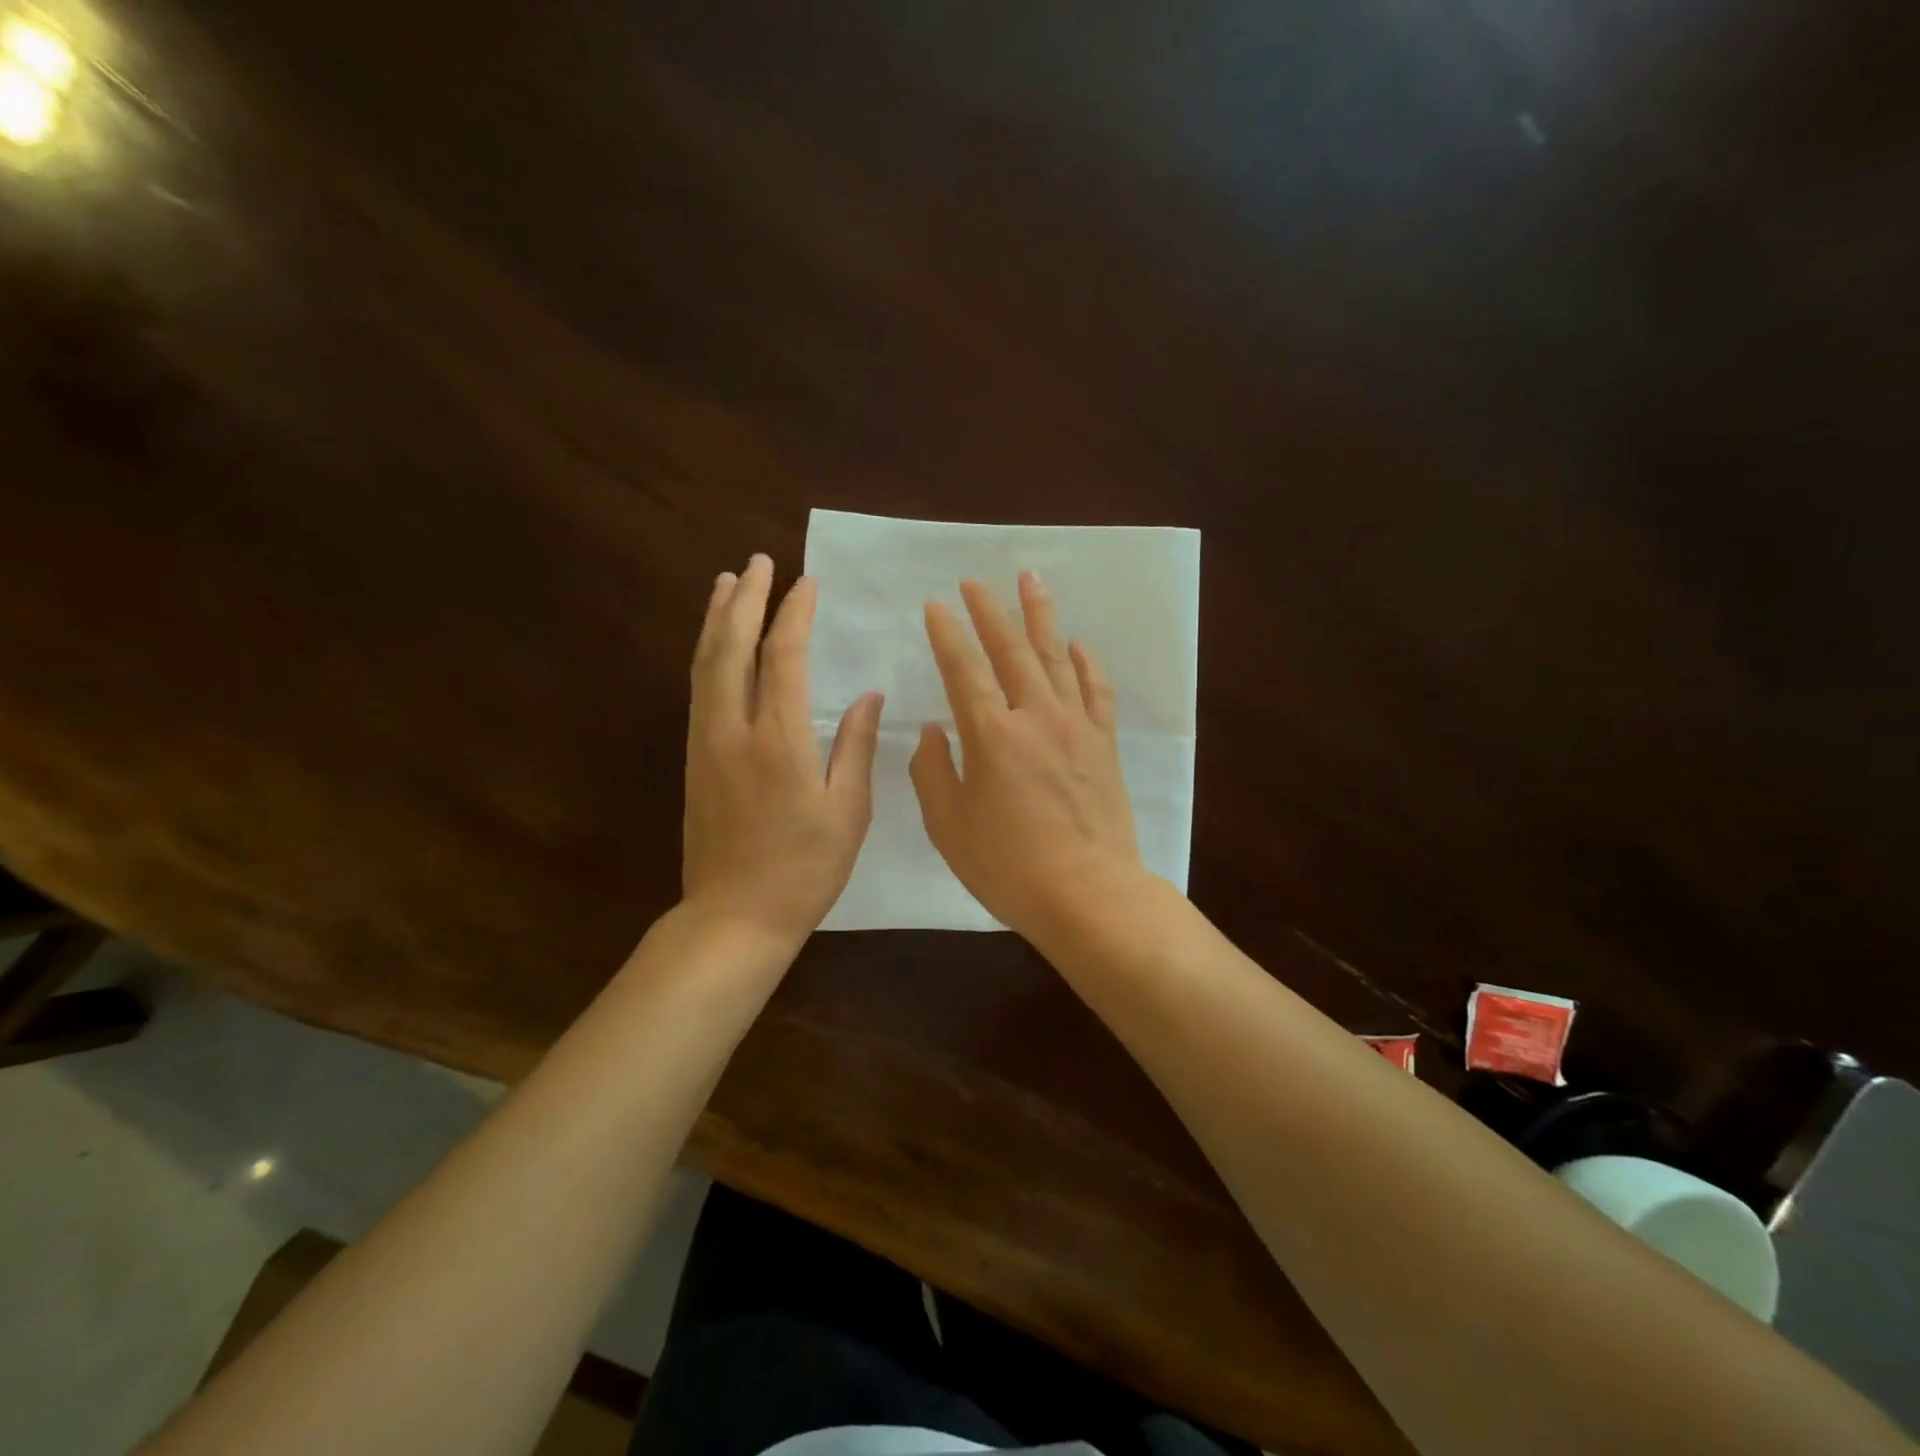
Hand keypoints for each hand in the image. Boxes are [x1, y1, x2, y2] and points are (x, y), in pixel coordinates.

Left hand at [684, 554, 882, 943]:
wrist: (734, 915)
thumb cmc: (804, 868)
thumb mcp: (847, 811)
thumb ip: (856, 747)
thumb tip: (868, 697)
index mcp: (779, 741)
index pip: (784, 659)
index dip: (794, 615)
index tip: (806, 582)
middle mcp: (733, 730)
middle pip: (732, 648)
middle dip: (744, 600)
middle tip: (757, 562)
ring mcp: (706, 743)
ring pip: (706, 665)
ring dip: (716, 619)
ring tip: (726, 584)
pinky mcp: (695, 759)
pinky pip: (699, 690)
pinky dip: (707, 655)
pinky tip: (715, 644)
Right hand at [911, 572, 1147, 941]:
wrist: (1090, 894)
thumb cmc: (1010, 867)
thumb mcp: (949, 826)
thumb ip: (933, 772)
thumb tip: (935, 731)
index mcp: (992, 736)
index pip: (964, 669)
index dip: (948, 633)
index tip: (937, 604)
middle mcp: (1036, 717)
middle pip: (1011, 650)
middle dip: (990, 611)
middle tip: (975, 581)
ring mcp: (1077, 726)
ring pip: (1056, 657)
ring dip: (1040, 616)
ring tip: (1030, 579)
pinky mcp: (1105, 743)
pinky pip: (1097, 690)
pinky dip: (1086, 662)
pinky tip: (1077, 644)